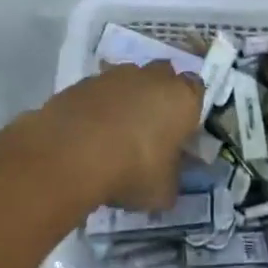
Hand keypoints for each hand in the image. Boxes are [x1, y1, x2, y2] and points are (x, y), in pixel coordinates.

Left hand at [33, 63, 203, 211]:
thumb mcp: (163, 191)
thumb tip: (167, 179)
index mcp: (182, 99)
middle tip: (150, 127)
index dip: (188, 109)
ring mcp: (114, 76)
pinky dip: (97, 106)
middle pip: (163, 76)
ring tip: (114, 132)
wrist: (71, 154)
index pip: (196, 90)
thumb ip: (170, 179)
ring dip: (126, 98)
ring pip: (128, 80)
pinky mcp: (82, 82)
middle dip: (159, 94)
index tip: (180, 130)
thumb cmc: (132, 170)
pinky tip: (88, 133)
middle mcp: (152, 78)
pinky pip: (98, 91)